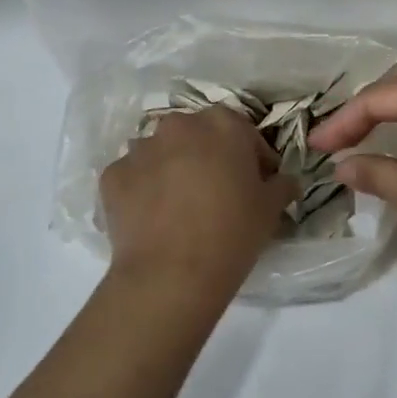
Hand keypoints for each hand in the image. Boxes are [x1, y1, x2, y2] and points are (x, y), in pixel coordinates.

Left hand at [101, 107, 296, 295]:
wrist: (171, 273)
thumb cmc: (232, 233)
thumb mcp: (271, 209)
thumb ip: (281, 184)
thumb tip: (284, 181)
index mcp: (222, 124)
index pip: (244, 133)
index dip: (253, 158)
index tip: (258, 183)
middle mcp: (178, 125)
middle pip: (199, 136)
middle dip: (209, 157)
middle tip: (218, 192)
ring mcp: (140, 148)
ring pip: (162, 153)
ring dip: (173, 169)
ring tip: (181, 206)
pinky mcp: (112, 175)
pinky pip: (134, 176)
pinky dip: (143, 189)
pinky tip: (153, 217)